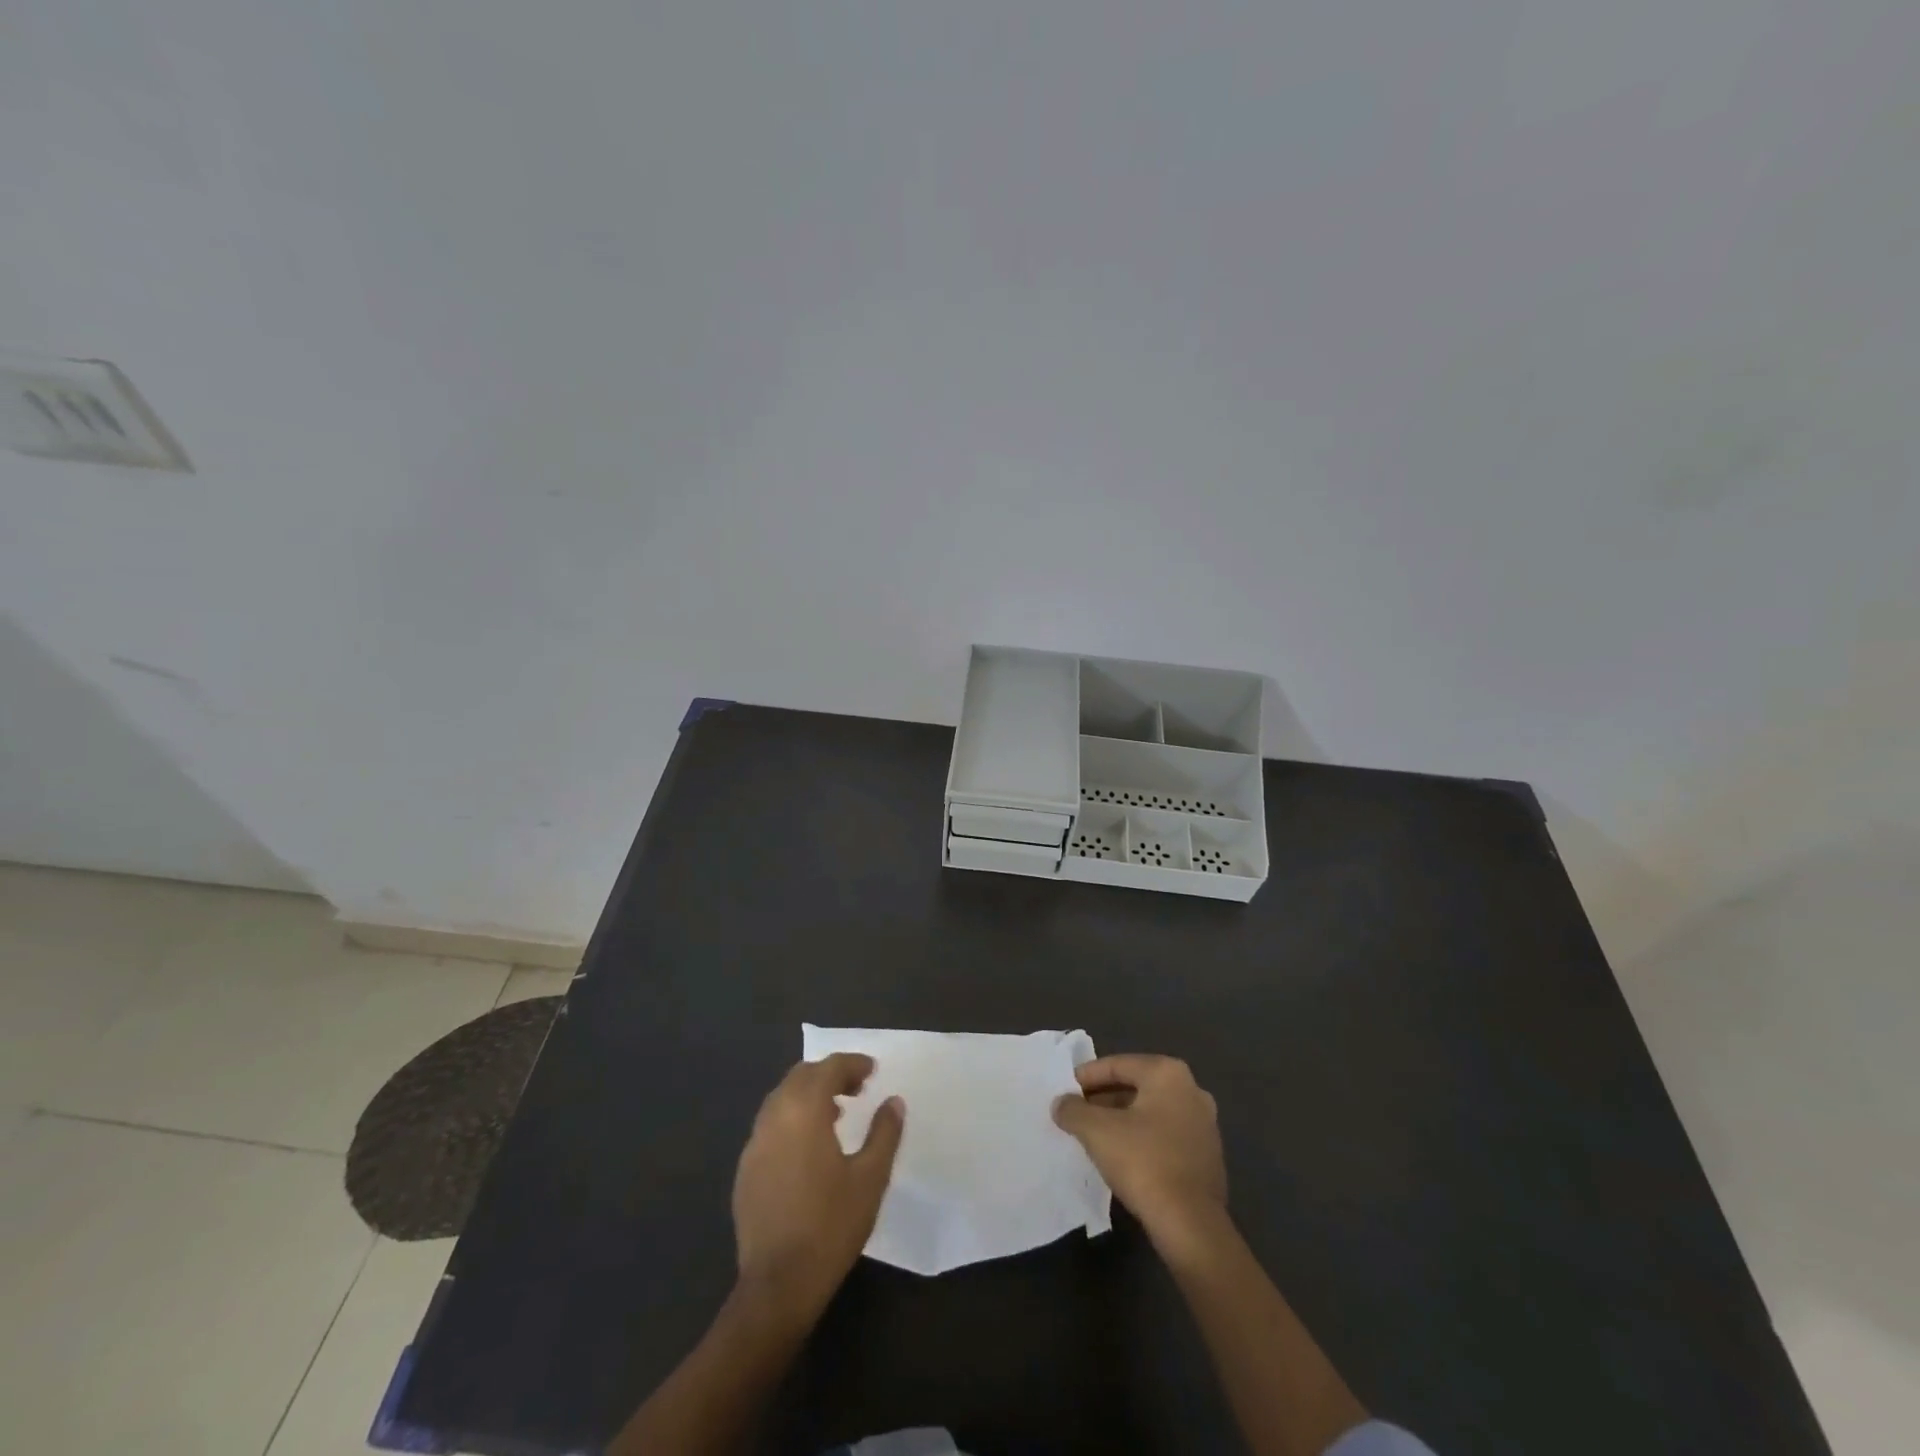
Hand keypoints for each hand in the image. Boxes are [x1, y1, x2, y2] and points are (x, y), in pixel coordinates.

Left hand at [732, 1053, 904, 1319]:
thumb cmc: (831, 1226)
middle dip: (830, 1074)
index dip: (852, 1064)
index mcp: (803, 1111)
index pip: (828, 1068)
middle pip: (801, 1076)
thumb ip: (884, 1132)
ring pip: (782, 1099)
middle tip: (857, 1088)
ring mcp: (754, 1144)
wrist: (778, 1285)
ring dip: (809, 1095)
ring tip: (836, 1113)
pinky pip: (770, 1126)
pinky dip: (792, 1119)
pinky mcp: (746, 1169)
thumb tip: (893, 1101)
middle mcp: (774, 1117)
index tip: (873, 1071)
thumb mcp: (871, 1178)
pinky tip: (809, 1147)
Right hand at [1053, 1054, 1228, 1258]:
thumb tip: (1061, 1103)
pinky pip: (1165, 1135)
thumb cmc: (1143, 1162)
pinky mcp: (1207, 1156)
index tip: (1065, 1091)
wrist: (1191, 1225)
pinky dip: (1142, 1139)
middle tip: (1076, 1113)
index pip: (1117, 1065)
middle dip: (1104, 1098)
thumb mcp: (1096, 1131)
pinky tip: (1121, 1157)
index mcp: (1168, 1073)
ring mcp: (1204, 1124)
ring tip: (1093, 1135)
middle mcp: (1192, 1090)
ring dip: (1122, 1119)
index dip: (1086, 1076)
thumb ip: (1073, 1110)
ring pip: (1151, 1112)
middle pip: (1136, 1086)